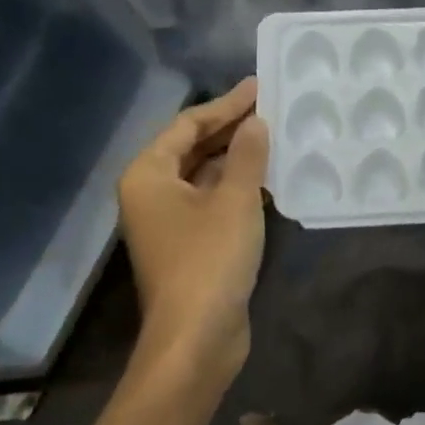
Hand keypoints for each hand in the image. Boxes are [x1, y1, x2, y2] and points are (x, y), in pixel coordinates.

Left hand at [117, 78, 269, 381]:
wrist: (196, 340)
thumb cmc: (209, 260)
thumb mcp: (235, 200)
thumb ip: (248, 154)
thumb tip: (256, 121)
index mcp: (149, 175)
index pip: (188, 125)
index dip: (226, 103)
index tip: (258, 85)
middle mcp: (152, 192)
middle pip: (193, 146)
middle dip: (231, 126)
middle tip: (270, 105)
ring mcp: (169, 220)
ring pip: (204, 173)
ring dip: (238, 155)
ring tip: (275, 133)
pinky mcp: (188, 242)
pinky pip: (212, 198)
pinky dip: (237, 183)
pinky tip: (269, 175)